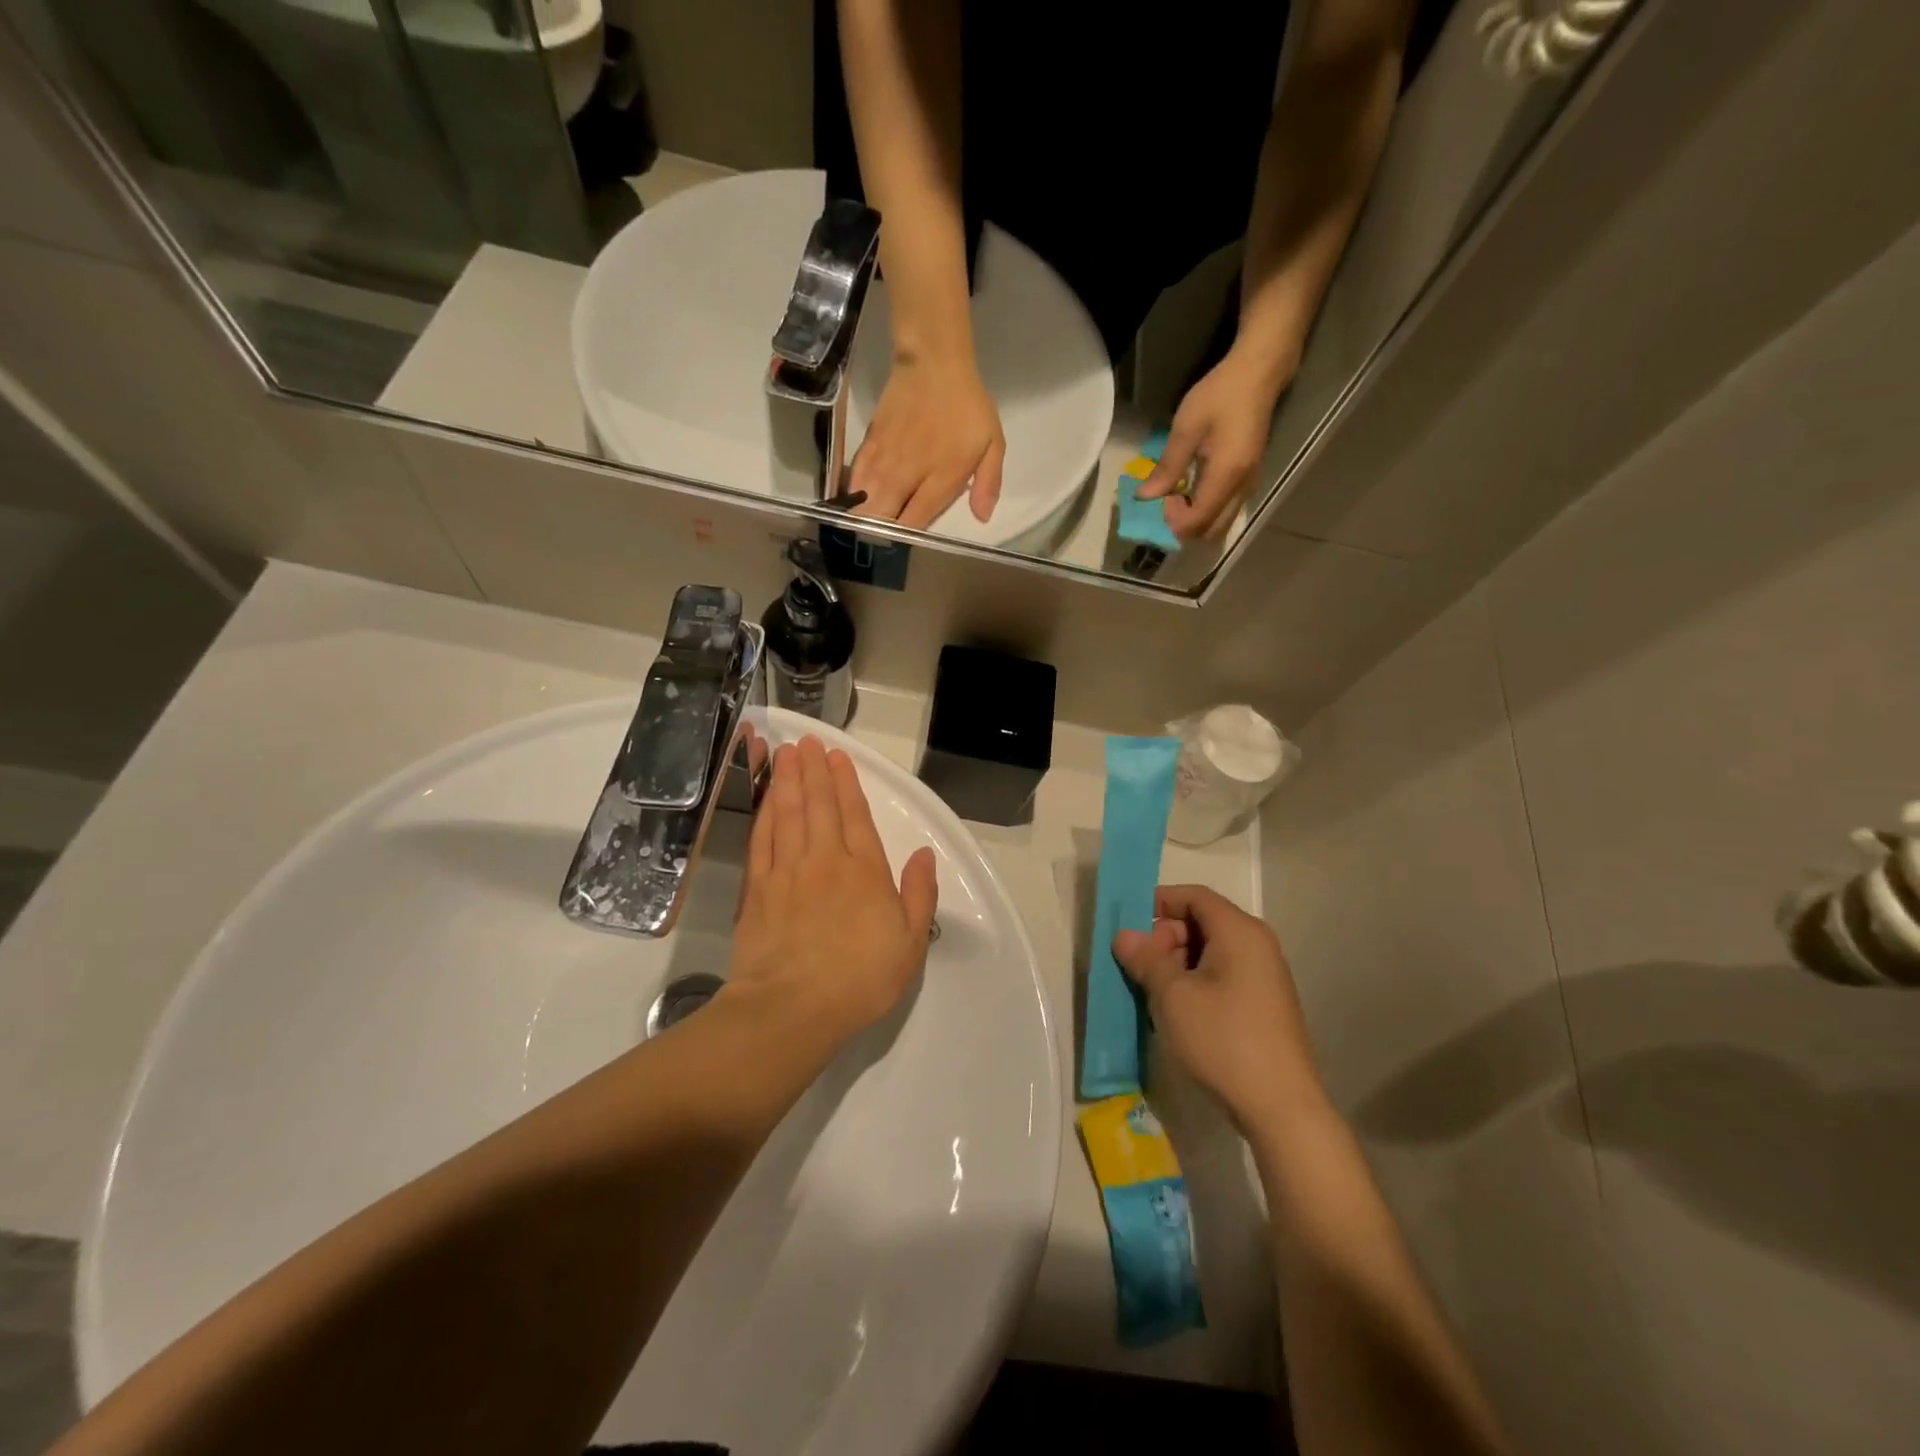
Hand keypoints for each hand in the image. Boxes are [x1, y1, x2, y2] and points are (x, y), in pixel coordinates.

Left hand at [725, 736, 939, 1054]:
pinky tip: (765, 799)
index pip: (855, 815)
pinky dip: (764, 815)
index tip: (838, 757)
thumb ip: (920, 894)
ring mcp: (787, 872)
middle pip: (819, 805)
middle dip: (814, 770)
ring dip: (787, 782)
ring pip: (788, 815)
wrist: (793, 1009)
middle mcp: (825, 860)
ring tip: (785, 755)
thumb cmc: (860, 979)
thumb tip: (925, 854)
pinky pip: (762, 840)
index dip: (847, 783)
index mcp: (865, 871)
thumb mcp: (911, 943)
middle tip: (807, 742)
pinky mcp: (758, 889)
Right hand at [850, 352, 1005, 528]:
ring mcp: (887, 458)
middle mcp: (910, 472)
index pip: (917, 519)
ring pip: (867, 499)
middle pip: (885, 515)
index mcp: (942, 476)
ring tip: (866, 526)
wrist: (933, 363)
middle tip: (884, 537)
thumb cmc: (968, 405)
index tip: (909, 541)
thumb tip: (982, 517)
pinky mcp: (870, 443)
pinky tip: (856, 500)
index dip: (909, 536)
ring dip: (864, 516)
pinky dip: (854, 491)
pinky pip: (856, 476)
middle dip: (882, 532)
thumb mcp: (993, 443)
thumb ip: (988, 482)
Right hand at [1113, 885, 1326, 1134]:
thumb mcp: (1173, 996)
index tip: (1128, 925)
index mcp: (1239, 931)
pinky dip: (1195, 982)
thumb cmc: (1224, 1039)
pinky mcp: (1264, 1004)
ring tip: (1151, 992)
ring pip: (1210, 951)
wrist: (1281, 1107)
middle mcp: (1257, 945)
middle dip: (1164, 938)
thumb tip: (1124, 936)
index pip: (1194, 896)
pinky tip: (1176, 1011)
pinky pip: (1222, 975)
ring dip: (1176, 964)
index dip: (1159, 903)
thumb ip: (1146, 959)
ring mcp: (1264, 976)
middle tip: (1138, 967)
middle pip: (1202, 922)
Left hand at [1137, 348, 1292, 541]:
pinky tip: (1192, 490)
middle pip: (1211, 532)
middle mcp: (1242, 489)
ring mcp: (1249, 485)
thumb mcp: (1186, 428)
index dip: (1173, 520)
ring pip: (1220, 525)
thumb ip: (1167, 467)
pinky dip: (1207, 512)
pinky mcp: (1249, 479)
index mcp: (1226, 477)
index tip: (1161, 497)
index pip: (1197, 522)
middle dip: (1184, 527)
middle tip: (1167, 502)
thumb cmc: (1220, 396)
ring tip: (1177, 497)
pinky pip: (1226, 511)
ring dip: (1196, 521)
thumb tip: (1145, 497)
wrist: (1258, 374)